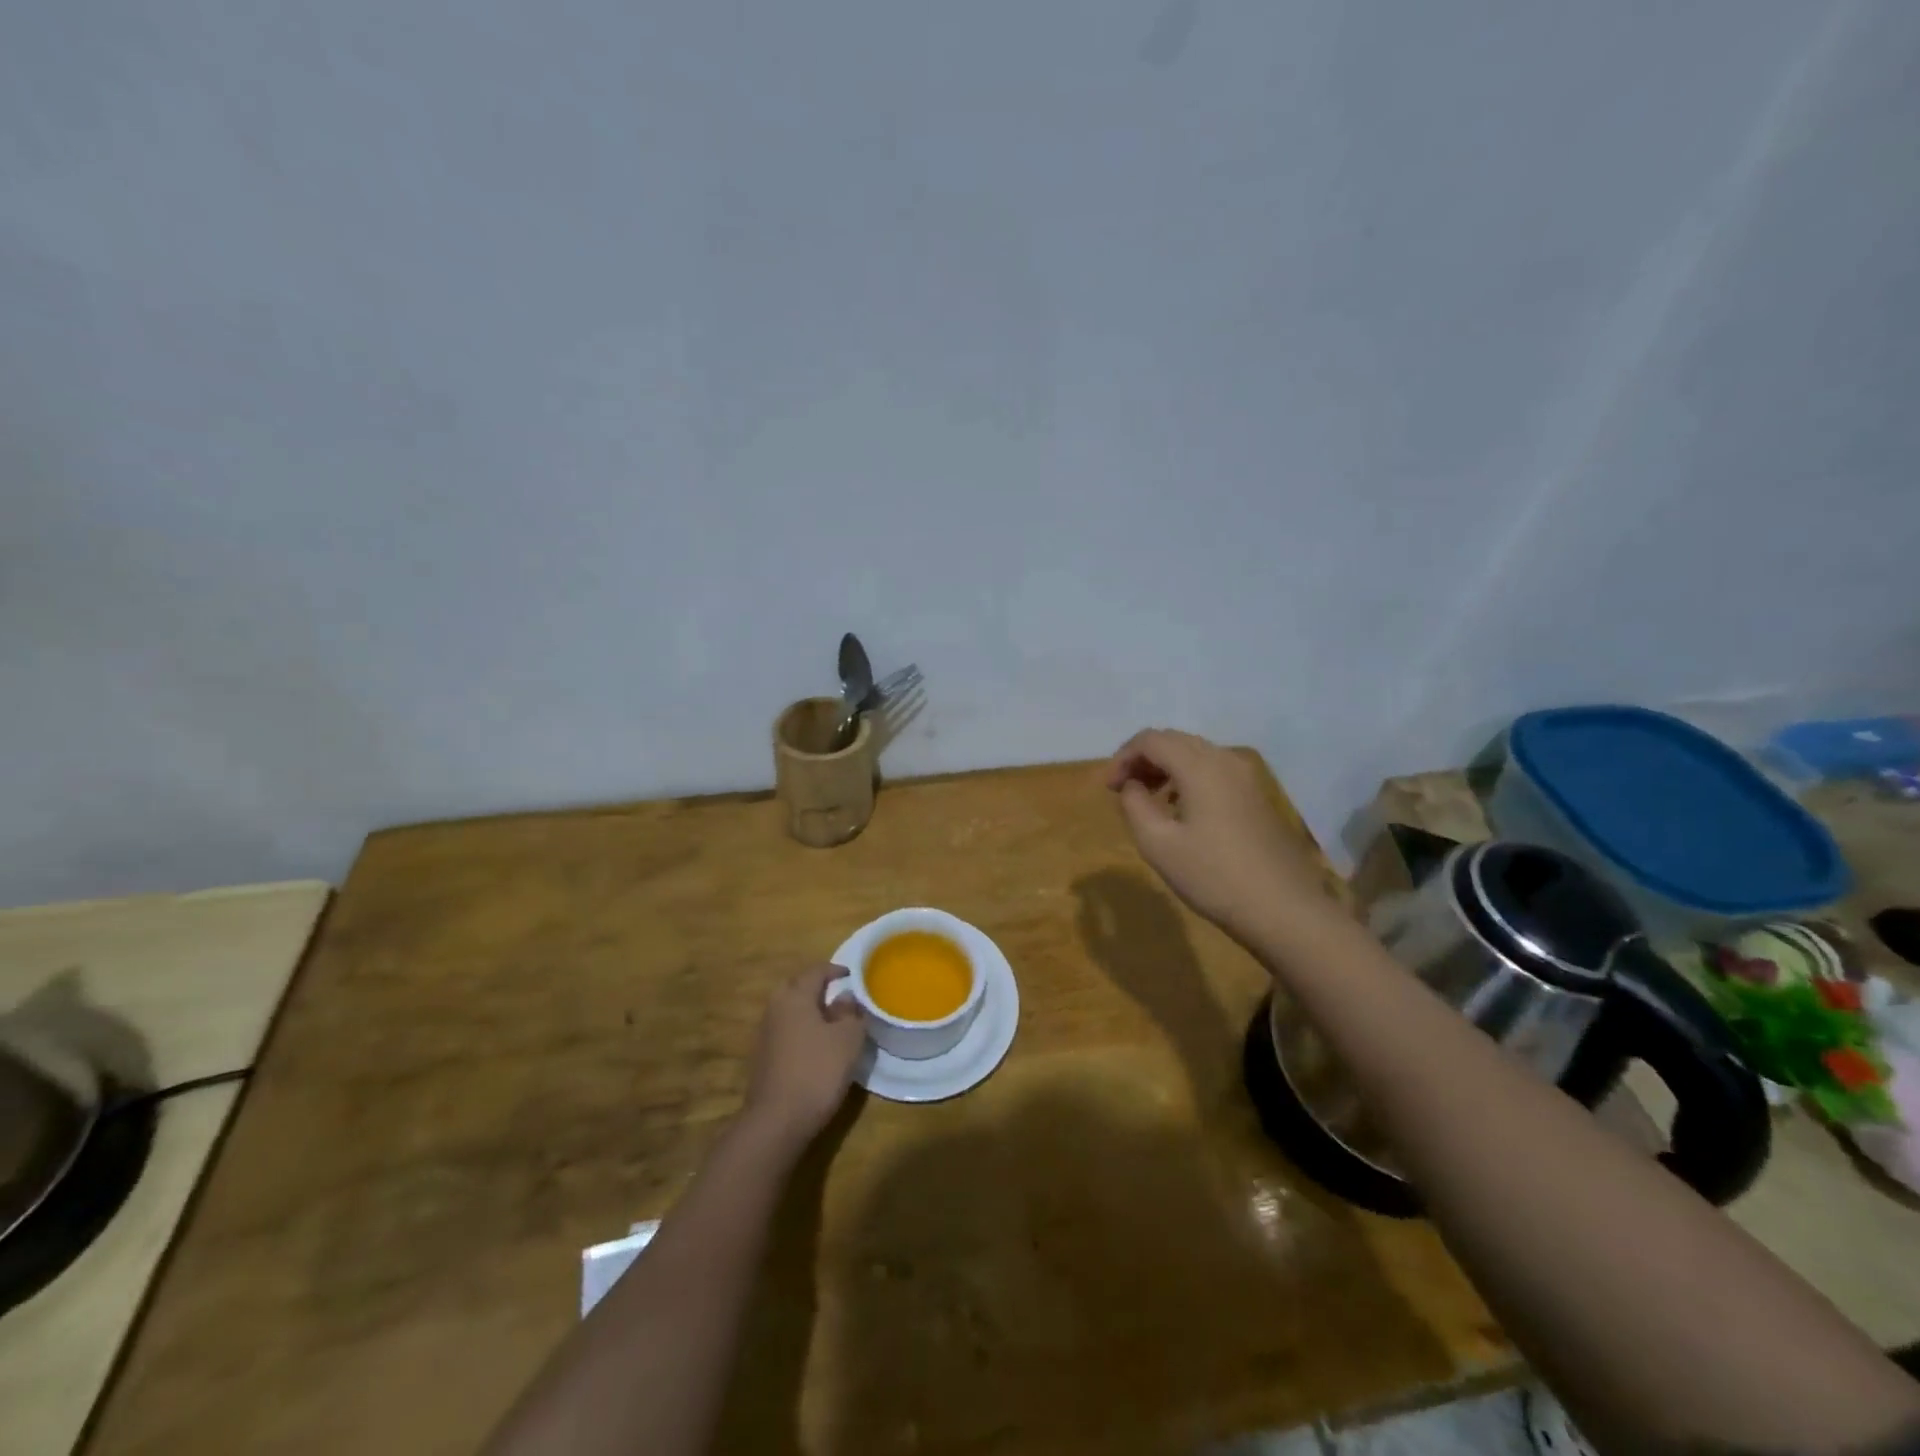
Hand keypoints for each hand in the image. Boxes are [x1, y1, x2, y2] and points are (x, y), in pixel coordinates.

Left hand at [743, 964, 867, 1147]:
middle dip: (816, 986)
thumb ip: (850, 1013)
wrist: (776, 1121)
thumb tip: (845, 997)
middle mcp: (775, 1008)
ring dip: (808, 1009)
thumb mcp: (848, 1039)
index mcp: (795, 996)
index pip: (816, 971)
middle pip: (796, 986)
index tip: (851, 974)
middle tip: (838, 994)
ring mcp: (765, 1034)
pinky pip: (785, 1030)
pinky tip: (815, 1045)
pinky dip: (800, 1028)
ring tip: (831, 1020)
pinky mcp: (763, 1057)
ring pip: (789, 1009)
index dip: (835, 970)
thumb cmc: (817, 1071)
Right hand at [1104, 729, 1330, 941]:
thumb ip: (1134, 805)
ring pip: (1195, 754)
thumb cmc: (1214, 876)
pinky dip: (1187, 777)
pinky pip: (1213, 770)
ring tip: (1146, 798)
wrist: (1284, 909)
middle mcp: (1225, 760)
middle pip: (1174, 741)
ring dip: (1165, 767)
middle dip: (1142, 759)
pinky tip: (1179, 808)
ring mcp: (1246, 777)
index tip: (1108, 788)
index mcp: (1200, 766)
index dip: (1122, 757)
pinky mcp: (1256, 795)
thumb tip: (1131, 786)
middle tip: (1122, 790)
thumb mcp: (1158, 844)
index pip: (1151, 740)